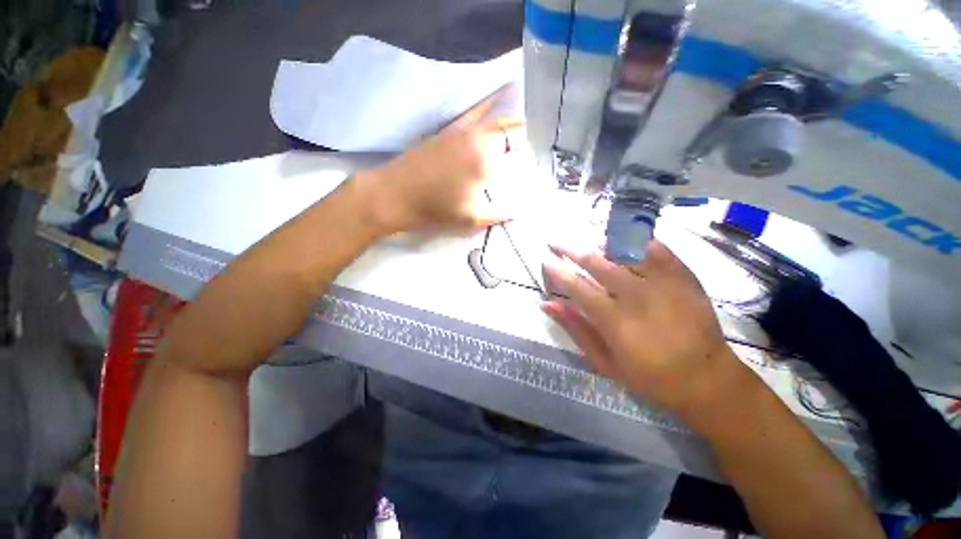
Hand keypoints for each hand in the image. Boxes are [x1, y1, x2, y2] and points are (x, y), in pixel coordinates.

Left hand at [359, 91, 524, 232]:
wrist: (393, 195)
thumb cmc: (434, 209)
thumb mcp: (470, 220)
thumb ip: (498, 215)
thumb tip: (519, 213)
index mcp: (483, 159)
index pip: (515, 146)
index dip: (528, 148)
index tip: (536, 156)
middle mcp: (474, 138)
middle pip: (506, 126)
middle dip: (522, 131)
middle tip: (531, 142)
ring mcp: (457, 131)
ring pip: (490, 117)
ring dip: (507, 119)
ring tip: (520, 124)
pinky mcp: (444, 131)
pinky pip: (469, 115)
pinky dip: (484, 107)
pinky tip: (490, 106)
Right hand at [541, 240, 752, 426]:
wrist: (707, 379)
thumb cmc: (650, 376)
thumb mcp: (605, 361)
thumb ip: (575, 329)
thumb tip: (547, 304)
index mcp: (616, 321)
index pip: (577, 287)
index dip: (558, 271)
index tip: (545, 260)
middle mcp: (638, 296)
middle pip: (597, 263)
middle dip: (572, 249)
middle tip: (557, 242)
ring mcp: (664, 283)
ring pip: (625, 251)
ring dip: (600, 244)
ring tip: (587, 242)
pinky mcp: (684, 277)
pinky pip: (656, 249)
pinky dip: (636, 242)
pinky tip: (623, 242)